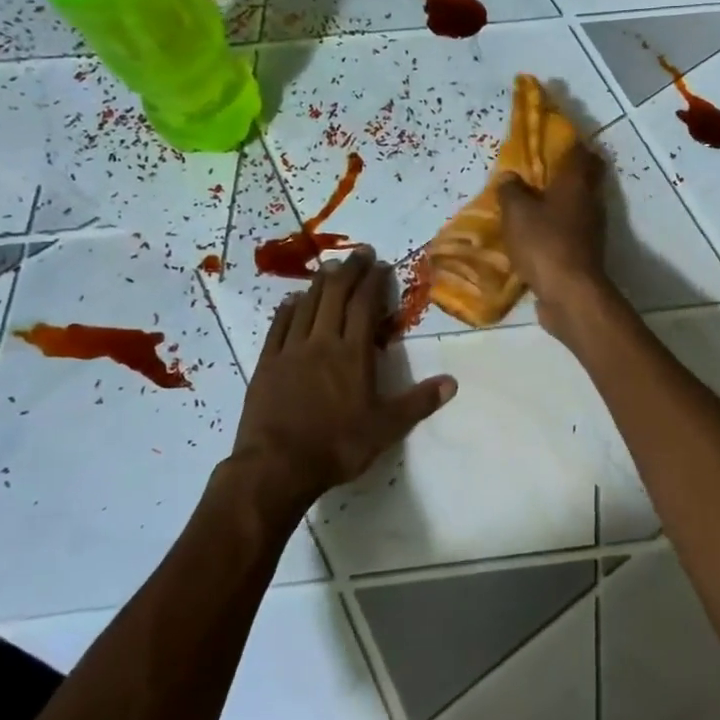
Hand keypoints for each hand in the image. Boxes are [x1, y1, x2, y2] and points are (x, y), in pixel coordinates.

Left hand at [228, 249, 455, 502]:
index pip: (364, 306)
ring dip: (319, 283)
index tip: (380, 264)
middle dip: (349, 271)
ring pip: (306, 306)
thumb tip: (452, 382)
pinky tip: (291, 300)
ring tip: (329, 267)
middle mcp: (322, 343)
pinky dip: (287, 309)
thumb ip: (418, 402)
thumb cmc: (336, 446)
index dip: (373, 282)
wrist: (276, 467)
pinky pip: (278, 327)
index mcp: (353, 354)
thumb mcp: (386, 428)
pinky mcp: (266, 364)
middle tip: (359, 253)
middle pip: (335, 296)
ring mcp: (291, 351)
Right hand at [498, 143, 610, 336]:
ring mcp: (591, 228)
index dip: (565, 143)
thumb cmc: (544, 243)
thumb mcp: (516, 212)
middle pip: (583, 177)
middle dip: (562, 173)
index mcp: (577, 182)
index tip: (546, 141)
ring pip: (576, 205)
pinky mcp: (585, 251)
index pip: (579, 151)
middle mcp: (590, 200)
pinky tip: (533, 233)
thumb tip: (510, 177)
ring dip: (557, 202)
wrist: (570, 293)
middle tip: (534, 172)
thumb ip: (511, 191)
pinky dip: (555, 227)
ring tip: (528, 202)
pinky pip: (569, 230)